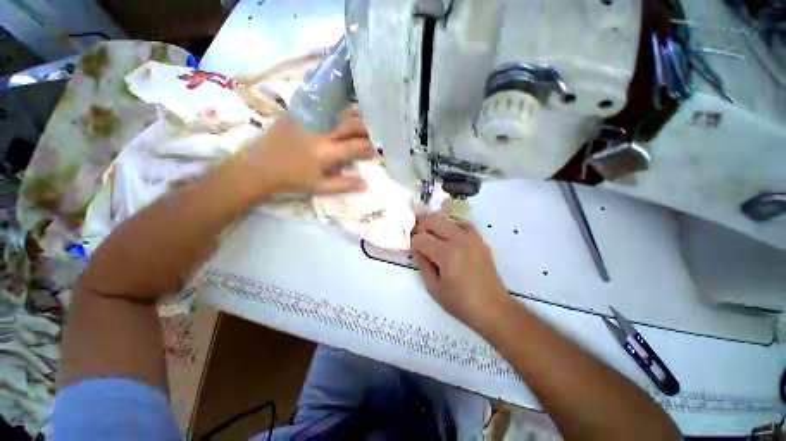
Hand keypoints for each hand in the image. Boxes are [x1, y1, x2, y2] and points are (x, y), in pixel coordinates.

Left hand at [233, 107, 373, 196]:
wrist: (259, 166)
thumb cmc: (292, 180)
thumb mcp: (320, 187)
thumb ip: (344, 185)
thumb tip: (366, 184)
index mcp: (327, 152)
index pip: (356, 146)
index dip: (370, 147)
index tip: (376, 150)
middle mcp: (321, 132)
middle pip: (351, 124)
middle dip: (366, 128)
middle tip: (373, 132)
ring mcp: (309, 119)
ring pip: (338, 111)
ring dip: (353, 114)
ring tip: (362, 116)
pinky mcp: (298, 113)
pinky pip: (321, 104)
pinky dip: (335, 106)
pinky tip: (340, 108)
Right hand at [411, 212, 510, 331]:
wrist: (492, 308)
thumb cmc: (460, 302)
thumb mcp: (433, 288)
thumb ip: (422, 264)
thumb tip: (417, 249)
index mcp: (446, 253)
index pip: (421, 238)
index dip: (413, 242)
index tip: (413, 249)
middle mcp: (459, 239)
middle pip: (433, 221)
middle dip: (420, 226)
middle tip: (416, 236)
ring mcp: (471, 237)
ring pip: (447, 219)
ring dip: (434, 223)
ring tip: (429, 233)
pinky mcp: (479, 239)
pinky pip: (462, 223)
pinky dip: (451, 224)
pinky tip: (448, 234)